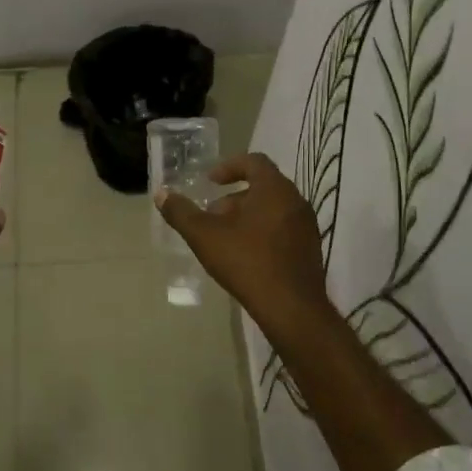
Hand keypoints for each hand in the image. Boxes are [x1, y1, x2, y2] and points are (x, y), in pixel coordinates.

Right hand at [156, 152, 332, 333]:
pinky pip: (283, 229)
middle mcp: (296, 201)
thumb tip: (161, 194)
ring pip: (272, 209)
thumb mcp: (205, 236)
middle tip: (211, 215)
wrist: (291, 308)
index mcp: (274, 189)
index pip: (254, 162)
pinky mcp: (310, 249)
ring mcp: (306, 226)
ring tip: (224, 238)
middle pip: (263, 186)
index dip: (229, 167)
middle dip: (233, 197)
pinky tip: (245, 256)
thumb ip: (181, 213)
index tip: (210, 181)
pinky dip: (262, 231)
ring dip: (247, 216)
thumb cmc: (247, 262)